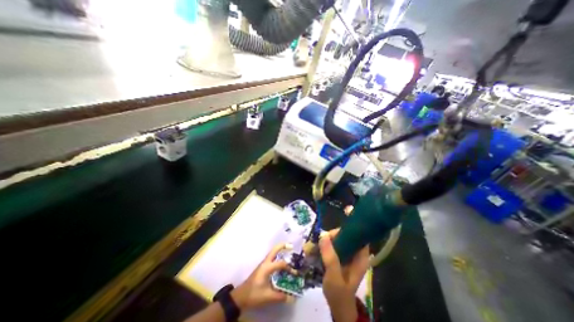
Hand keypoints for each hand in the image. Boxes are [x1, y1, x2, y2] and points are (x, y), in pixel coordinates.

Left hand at [231, 244, 295, 309]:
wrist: (241, 297)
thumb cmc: (254, 294)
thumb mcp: (267, 296)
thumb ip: (280, 296)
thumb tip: (292, 297)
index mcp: (267, 267)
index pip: (280, 264)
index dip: (289, 268)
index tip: (295, 273)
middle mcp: (265, 263)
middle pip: (274, 250)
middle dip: (282, 246)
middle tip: (291, 245)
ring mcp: (263, 264)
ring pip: (273, 253)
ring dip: (280, 250)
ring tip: (288, 250)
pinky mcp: (262, 267)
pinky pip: (272, 258)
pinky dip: (277, 256)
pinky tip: (281, 262)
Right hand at [321, 229, 369, 321]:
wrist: (338, 309)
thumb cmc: (339, 294)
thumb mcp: (334, 276)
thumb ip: (330, 256)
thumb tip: (323, 234)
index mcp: (360, 257)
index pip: (357, 235)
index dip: (346, 230)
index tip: (331, 233)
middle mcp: (354, 253)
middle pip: (344, 235)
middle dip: (330, 236)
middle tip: (318, 241)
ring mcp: (346, 255)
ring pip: (336, 240)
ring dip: (324, 241)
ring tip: (311, 246)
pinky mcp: (339, 257)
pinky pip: (331, 246)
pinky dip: (322, 246)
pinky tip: (312, 250)